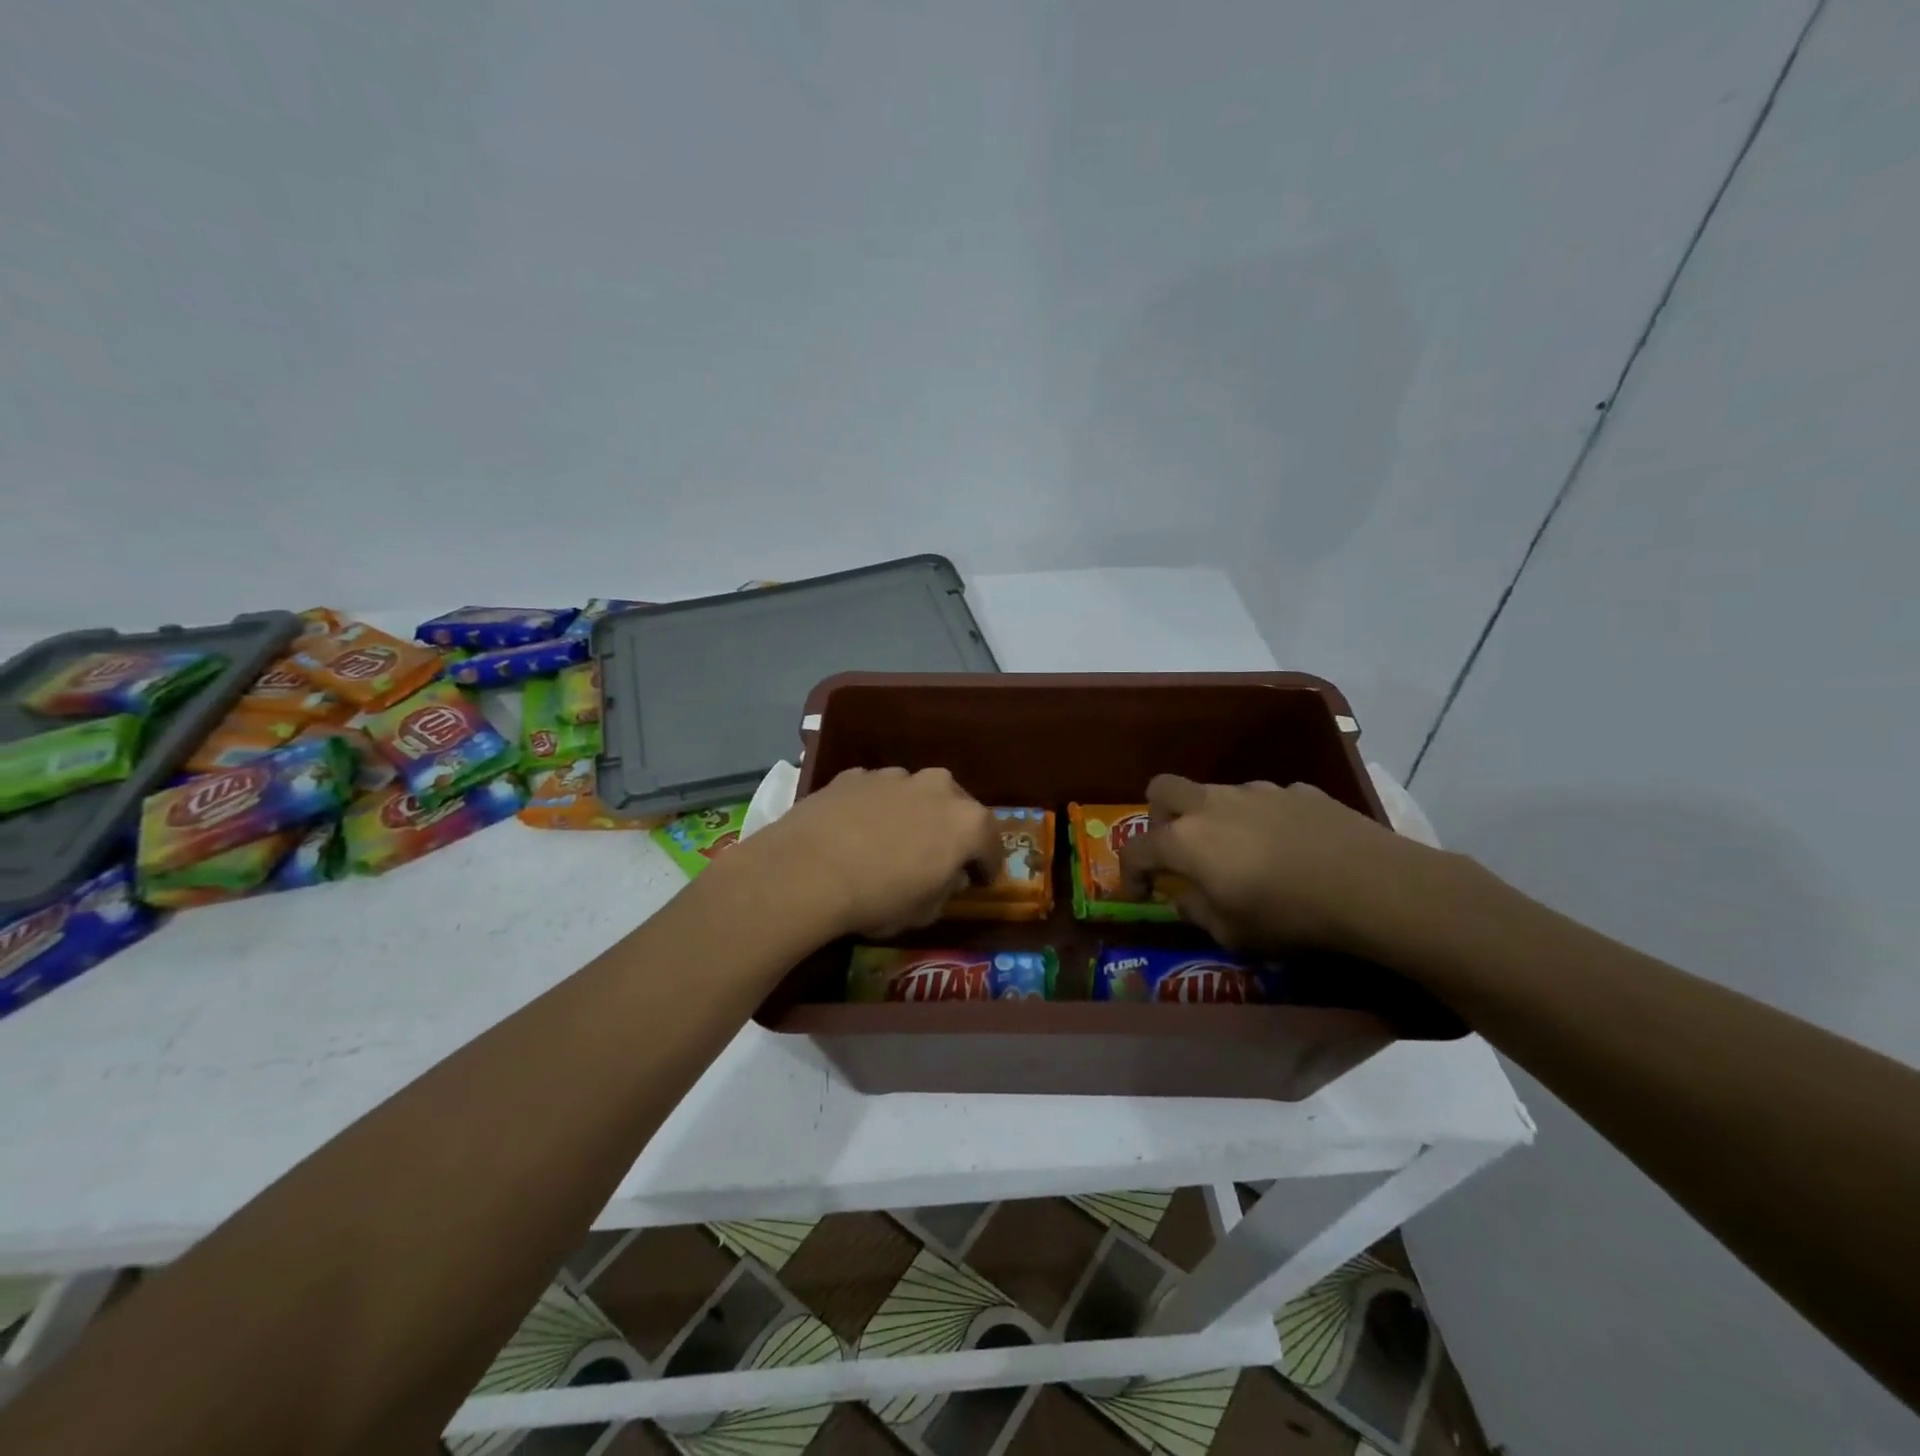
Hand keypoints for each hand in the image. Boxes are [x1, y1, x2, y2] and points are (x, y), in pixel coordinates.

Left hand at [738, 767, 1001, 939]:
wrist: (807, 870)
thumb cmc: (878, 898)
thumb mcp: (925, 911)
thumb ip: (946, 889)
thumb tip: (947, 876)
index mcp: (967, 822)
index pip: (991, 844)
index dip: (988, 866)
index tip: (981, 881)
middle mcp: (938, 787)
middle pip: (958, 808)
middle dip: (954, 831)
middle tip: (941, 856)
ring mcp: (894, 776)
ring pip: (916, 794)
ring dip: (914, 814)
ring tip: (895, 841)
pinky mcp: (855, 775)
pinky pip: (877, 793)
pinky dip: (876, 808)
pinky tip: (858, 831)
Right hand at [1117, 774, 1442, 954]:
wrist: (1372, 886)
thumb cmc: (1289, 915)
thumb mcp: (1232, 933)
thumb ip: (1196, 912)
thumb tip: (1183, 899)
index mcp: (1186, 840)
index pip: (1136, 849)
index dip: (1129, 873)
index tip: (1138, 894)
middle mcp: (1212, 804)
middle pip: (1162, 789)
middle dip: (1158, 818)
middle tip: (1177, 851)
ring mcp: (1256, 791)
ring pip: (1215, 794)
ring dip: (1213, 819)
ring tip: (1242, 854)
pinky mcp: (1297, 791)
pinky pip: (1263, 802)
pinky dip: (1261, 821)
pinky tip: (1289, 848)